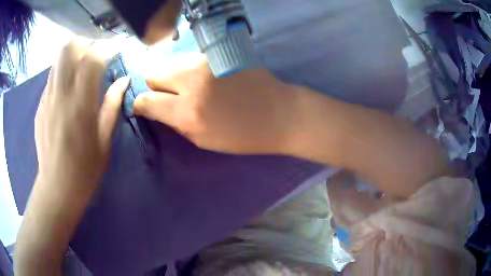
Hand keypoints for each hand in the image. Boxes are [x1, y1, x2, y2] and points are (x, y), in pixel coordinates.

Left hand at [35, 38, 128, 194]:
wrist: (56, 188)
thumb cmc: (84, 170)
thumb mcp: (104, 141)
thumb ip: (112, 106)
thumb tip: (123, 80)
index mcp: (80, 106)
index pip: (92, 59)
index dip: (107, 47)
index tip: (117, 49)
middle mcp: (60, 95)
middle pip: (69, 49)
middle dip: (85, 44)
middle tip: (95, 55)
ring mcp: (47, 99)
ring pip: (58, 59)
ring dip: (73, 56)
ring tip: (82, 69)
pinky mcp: (40, 106)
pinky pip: (52, 77)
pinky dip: (63, 73)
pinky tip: (68, 90)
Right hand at [134, 53, 297, 153]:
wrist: (279, 114)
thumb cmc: (243, 135)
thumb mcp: (203, 140)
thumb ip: (175, 123)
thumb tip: (157, 109)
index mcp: (187, 112)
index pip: (145, 100)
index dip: (141, 105)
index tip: (146, 108)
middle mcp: (191, 81)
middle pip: (153, 74)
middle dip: (156, 86)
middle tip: (171, 96)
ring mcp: (205, 62)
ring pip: (171, 63)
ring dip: (173, 76)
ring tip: (190, 87)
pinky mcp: (218, 54)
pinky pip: (190, 59)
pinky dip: (190, 69)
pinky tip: (206, 78)